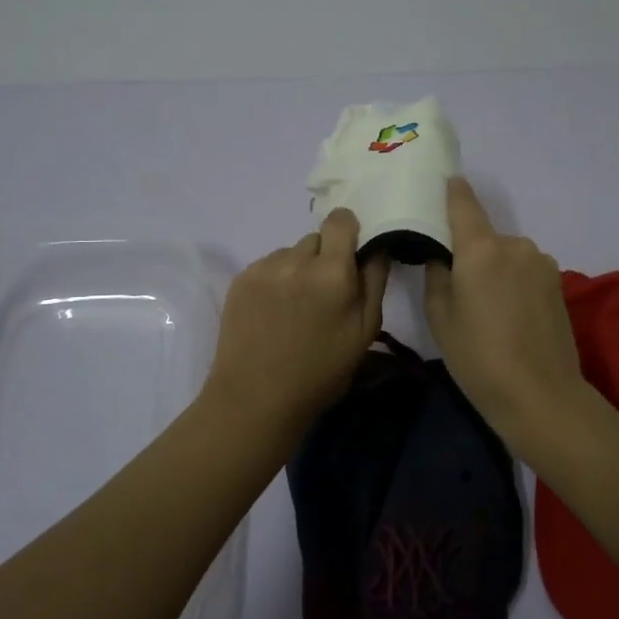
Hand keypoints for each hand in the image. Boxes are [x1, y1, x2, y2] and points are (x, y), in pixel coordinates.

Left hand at [202, 207, 389, 431]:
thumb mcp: (365, 332)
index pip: (341, 219)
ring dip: (299, 269)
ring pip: (291, 253)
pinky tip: (273, 313)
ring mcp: (265, 268)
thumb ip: (374, 281)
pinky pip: (268, 266)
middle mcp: (297, 260)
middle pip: (317, 238)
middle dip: (325, 258)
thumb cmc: (320, 372)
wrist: (255, 398)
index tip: (350, 254)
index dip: (348, 231)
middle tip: (324, 294)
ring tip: (295, 308)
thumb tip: (377, 246)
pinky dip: (275, 280)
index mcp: (333, 272)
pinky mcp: (241, 279)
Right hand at [423, 177, 584, 426]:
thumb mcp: (440, 317)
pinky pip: (525, 269)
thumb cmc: (478, 357)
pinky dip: (513, 281)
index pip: (463, 202)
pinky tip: (511, 315)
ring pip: (506, 254)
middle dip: (469, 251)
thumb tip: (441, 255)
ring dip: (494, 268)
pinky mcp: (558, 281)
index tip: (443, 183)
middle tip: (458, 286)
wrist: (540, 395)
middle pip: (483, 235)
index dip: (452, 190)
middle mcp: (514, 244)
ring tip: (488, 308)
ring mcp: (541, 262)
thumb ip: (436, 274)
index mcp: (480, 248)